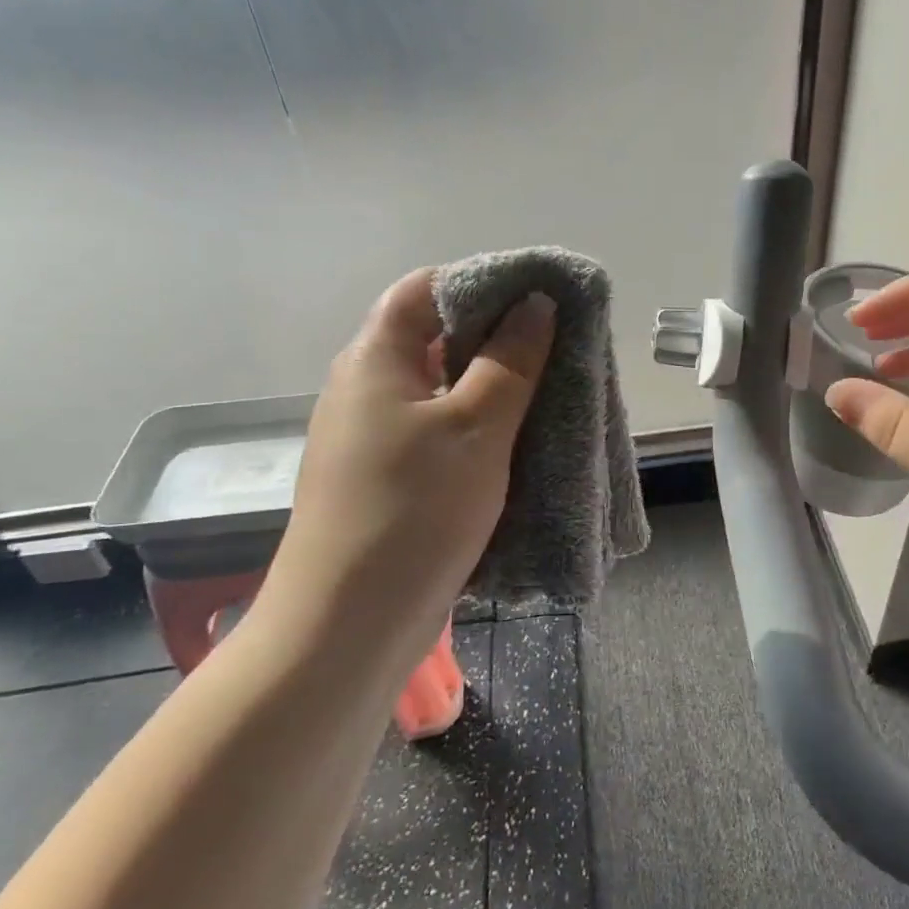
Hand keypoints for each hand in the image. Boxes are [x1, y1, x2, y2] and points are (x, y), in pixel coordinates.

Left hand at [266, 268, 554, 664]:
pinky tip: (522, 443)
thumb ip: (511, 360)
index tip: (540, 297)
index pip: (424, 288)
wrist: (348, 626)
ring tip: (553, 392)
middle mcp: (369, 389)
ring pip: (445, 390)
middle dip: (500, 337)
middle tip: (560, 347)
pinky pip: (443, 433)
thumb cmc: (413, 511)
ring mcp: (377, 437)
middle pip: (437, 338)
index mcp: (375, 360)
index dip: (482, 282)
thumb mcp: (475, 427)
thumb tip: (537, 302)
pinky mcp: (392, 479)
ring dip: (496, 387)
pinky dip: (483, 427)